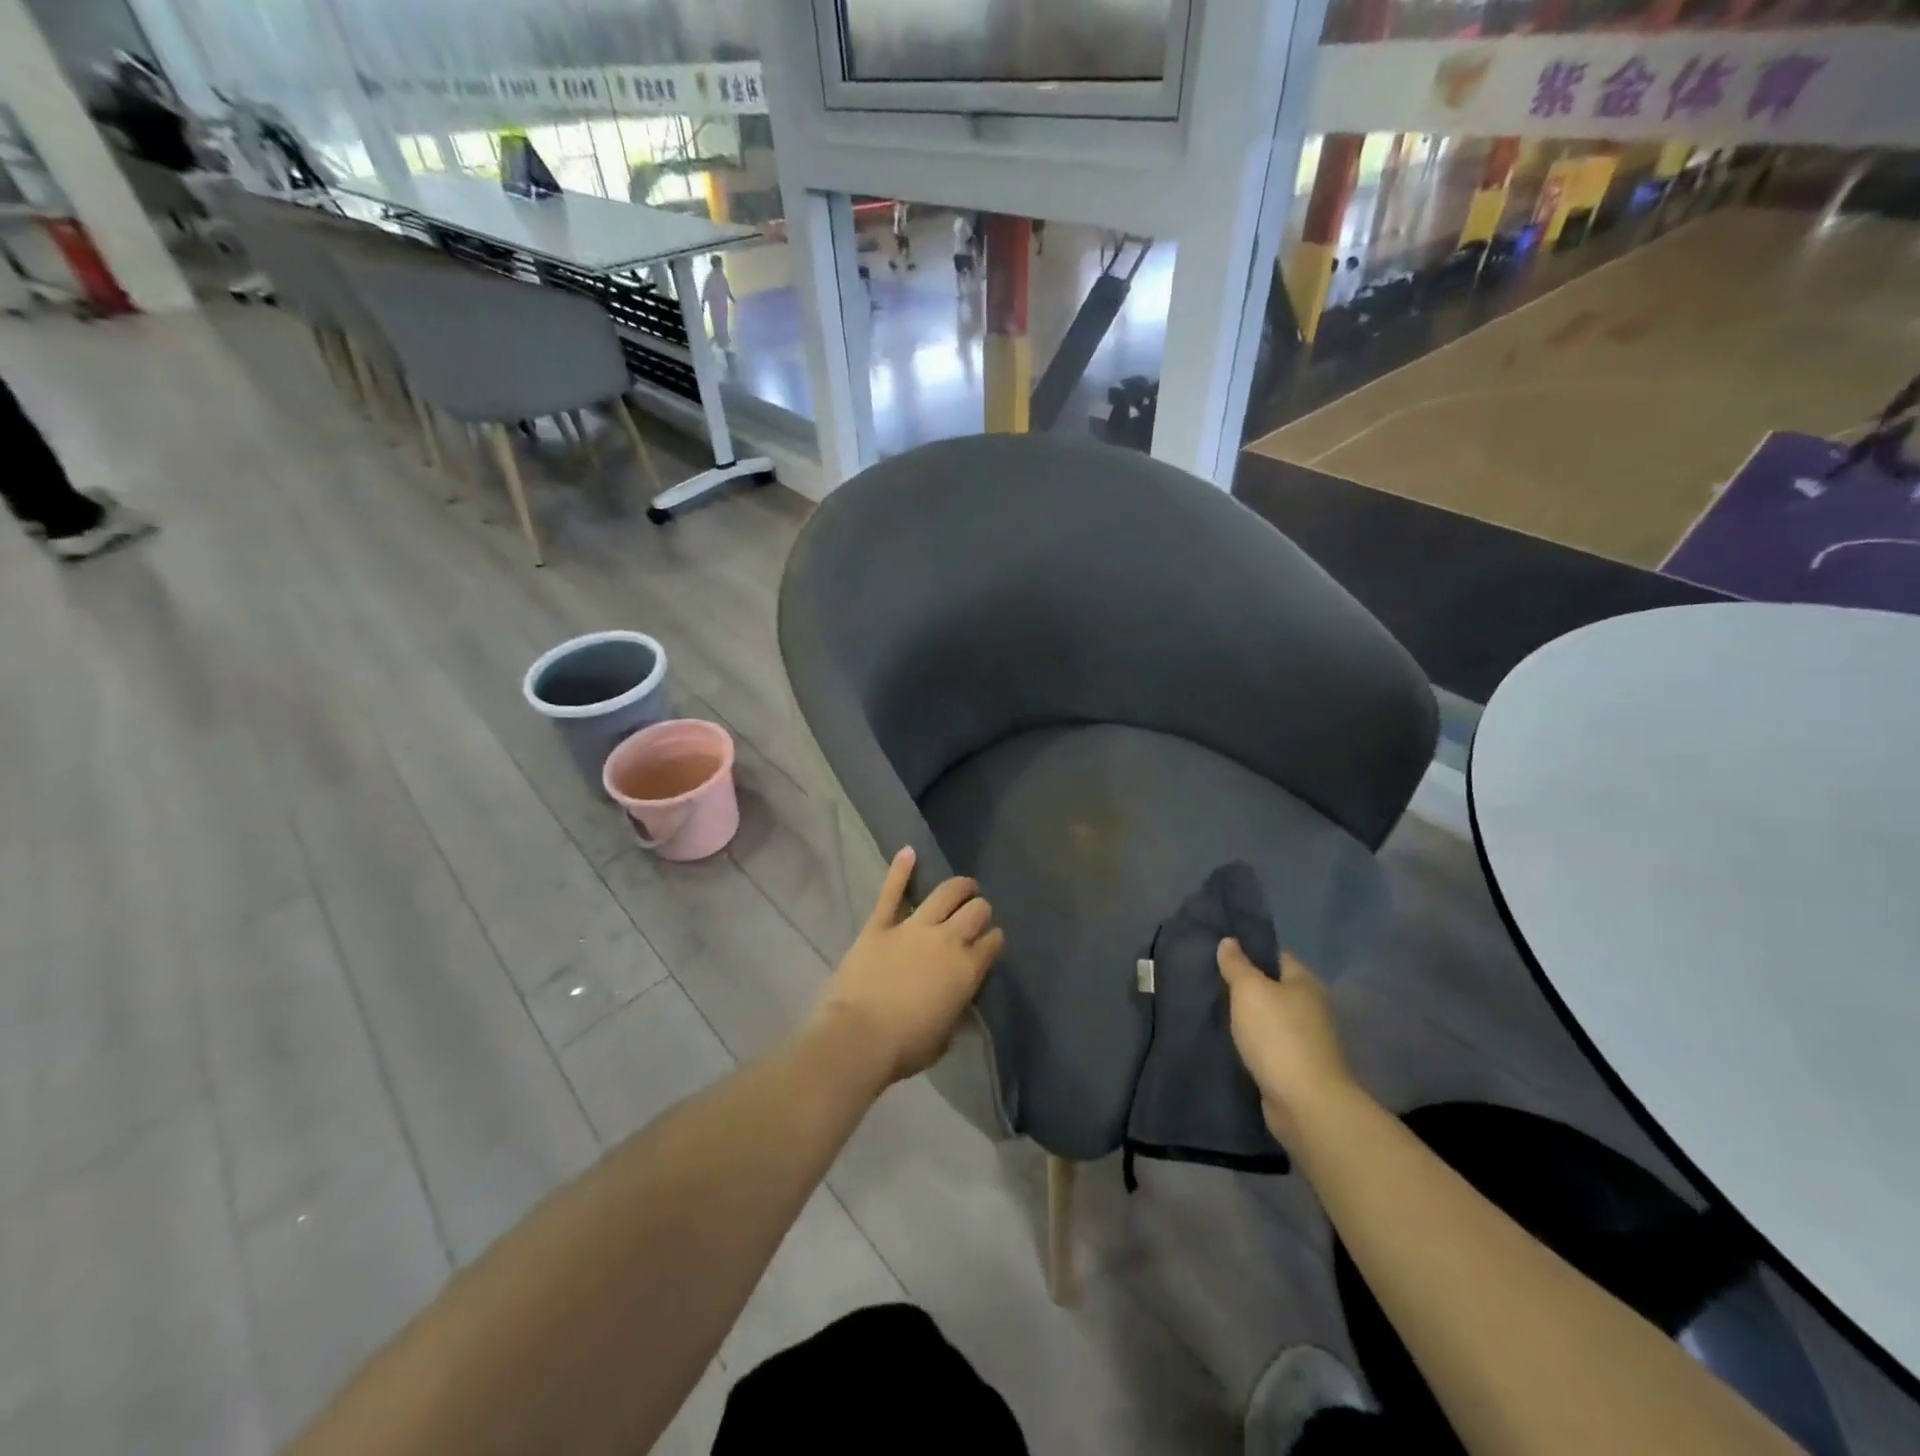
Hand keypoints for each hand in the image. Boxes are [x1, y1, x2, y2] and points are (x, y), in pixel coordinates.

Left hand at [808, 848, 1004, 1087]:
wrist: (859, 1038)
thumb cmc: (904, 1048)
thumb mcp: (944, 1037)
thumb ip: (954, 1010)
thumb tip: (953, 1001)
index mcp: (967, 970)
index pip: (992, 943)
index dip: (992, 939)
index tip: (990, 941)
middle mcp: (947, 940)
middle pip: (975, 911)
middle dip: (980, 910)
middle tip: (977, 912)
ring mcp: (913, 927)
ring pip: (945, 893)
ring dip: (959, 886)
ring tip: (964, 885)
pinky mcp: (880, 925)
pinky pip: (892, 892)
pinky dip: (900, 869)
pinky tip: (908, 851)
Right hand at [1218, 938, 1360, 1144]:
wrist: (1305, 1103)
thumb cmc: (1277, 1035)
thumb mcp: (1249, 990)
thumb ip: (1237, 964)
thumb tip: (1229, 941)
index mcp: (1304, 982)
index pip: (1276, 956)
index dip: (1249, 951)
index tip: (1220, 954)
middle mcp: (1311, 1007)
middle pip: (1273, 987)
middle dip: (1245, 987)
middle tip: (1211, 983)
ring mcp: (1307, 1040)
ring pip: (1270, 1018)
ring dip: (1248, 1018)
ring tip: (1215, 1011)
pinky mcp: (1298, 1068)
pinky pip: (1269, 1045)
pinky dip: (1253, 1043)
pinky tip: (1231, 1042)